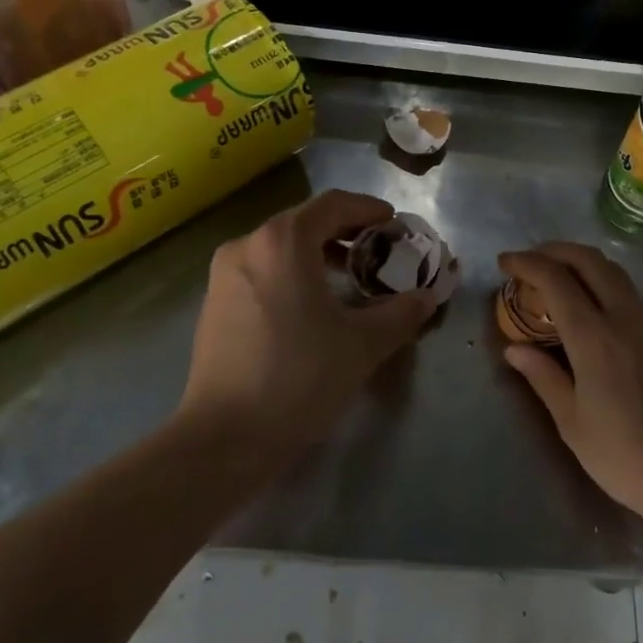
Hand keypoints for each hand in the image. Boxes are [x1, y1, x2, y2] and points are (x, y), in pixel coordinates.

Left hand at [181, 191, 437, 459]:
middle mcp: (248, 245)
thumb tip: (429, 296)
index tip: (394, 223)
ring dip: (318, 252)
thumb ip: (401, 312)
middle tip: (378, 250)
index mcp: (282, 242)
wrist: (225, 437)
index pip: (333, 204)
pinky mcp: (214, 302)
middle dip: (345, 231)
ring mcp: (224, 274)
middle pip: (305, 221)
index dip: (368, 208)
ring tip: (349, 276)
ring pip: (280, 246)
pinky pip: (262, 269)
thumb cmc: (299, 378)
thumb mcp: (362, 344)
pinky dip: (292, 272)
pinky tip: (311, 304)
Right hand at [498, 242, 642, 522]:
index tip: (505, 263)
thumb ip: (543, 377)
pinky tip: (589, 304)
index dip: (527, 264)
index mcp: (595, 339)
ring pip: (614, 272)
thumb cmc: (625, 456)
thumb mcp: (572, 423)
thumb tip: (515, 349)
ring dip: (581, 262)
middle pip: (590, 261)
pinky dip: (601, 281)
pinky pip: (628, 292)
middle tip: (529, 261)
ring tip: (556, 275)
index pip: (556, 280)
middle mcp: (624, 320)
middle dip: (555, 250)